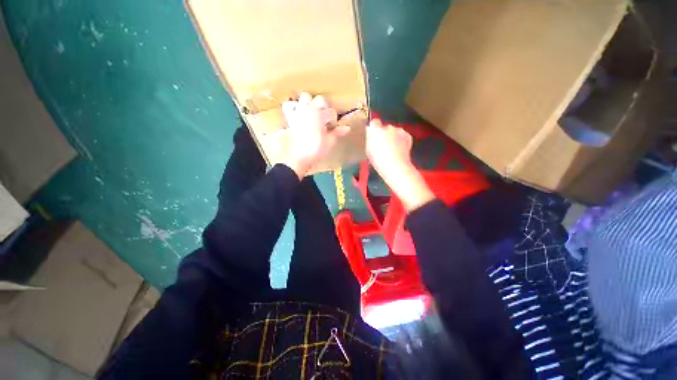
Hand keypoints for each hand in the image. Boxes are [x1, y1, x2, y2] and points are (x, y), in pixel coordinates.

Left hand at [281, 92, 349, 177]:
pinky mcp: (290, 118)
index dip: (333, 121)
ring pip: (304, 97)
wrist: (300, 158)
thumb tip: (347, 128)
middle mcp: (308, 110)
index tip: (332, 128)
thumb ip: (338, 132)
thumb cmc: (316, 150)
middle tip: (324, 119)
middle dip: (324, 108)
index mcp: (319, 115)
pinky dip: (294, 107)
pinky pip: (288, 105)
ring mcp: (298, 112)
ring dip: (310, 103)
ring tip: (313, 114)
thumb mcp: (330, 141)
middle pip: (320, 100)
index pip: (331, 112)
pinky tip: (298, 113)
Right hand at [366, 119, 434, 211]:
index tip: (375, 135)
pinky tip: (399, 149)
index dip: (375, 128)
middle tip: (384, 145)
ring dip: (393, 137)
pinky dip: (401, 140)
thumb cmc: (378, 160)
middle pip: (385, 127)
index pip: (374, 122)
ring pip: (395, 131)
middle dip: (385, 134)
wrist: (395, 166)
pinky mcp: (407, 135)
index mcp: (375, 130)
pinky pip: (402, 135)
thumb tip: (371, 133)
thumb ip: (370, 139)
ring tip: (393, 149)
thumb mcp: (369, 150)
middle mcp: (388, 127)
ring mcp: (399, 130)